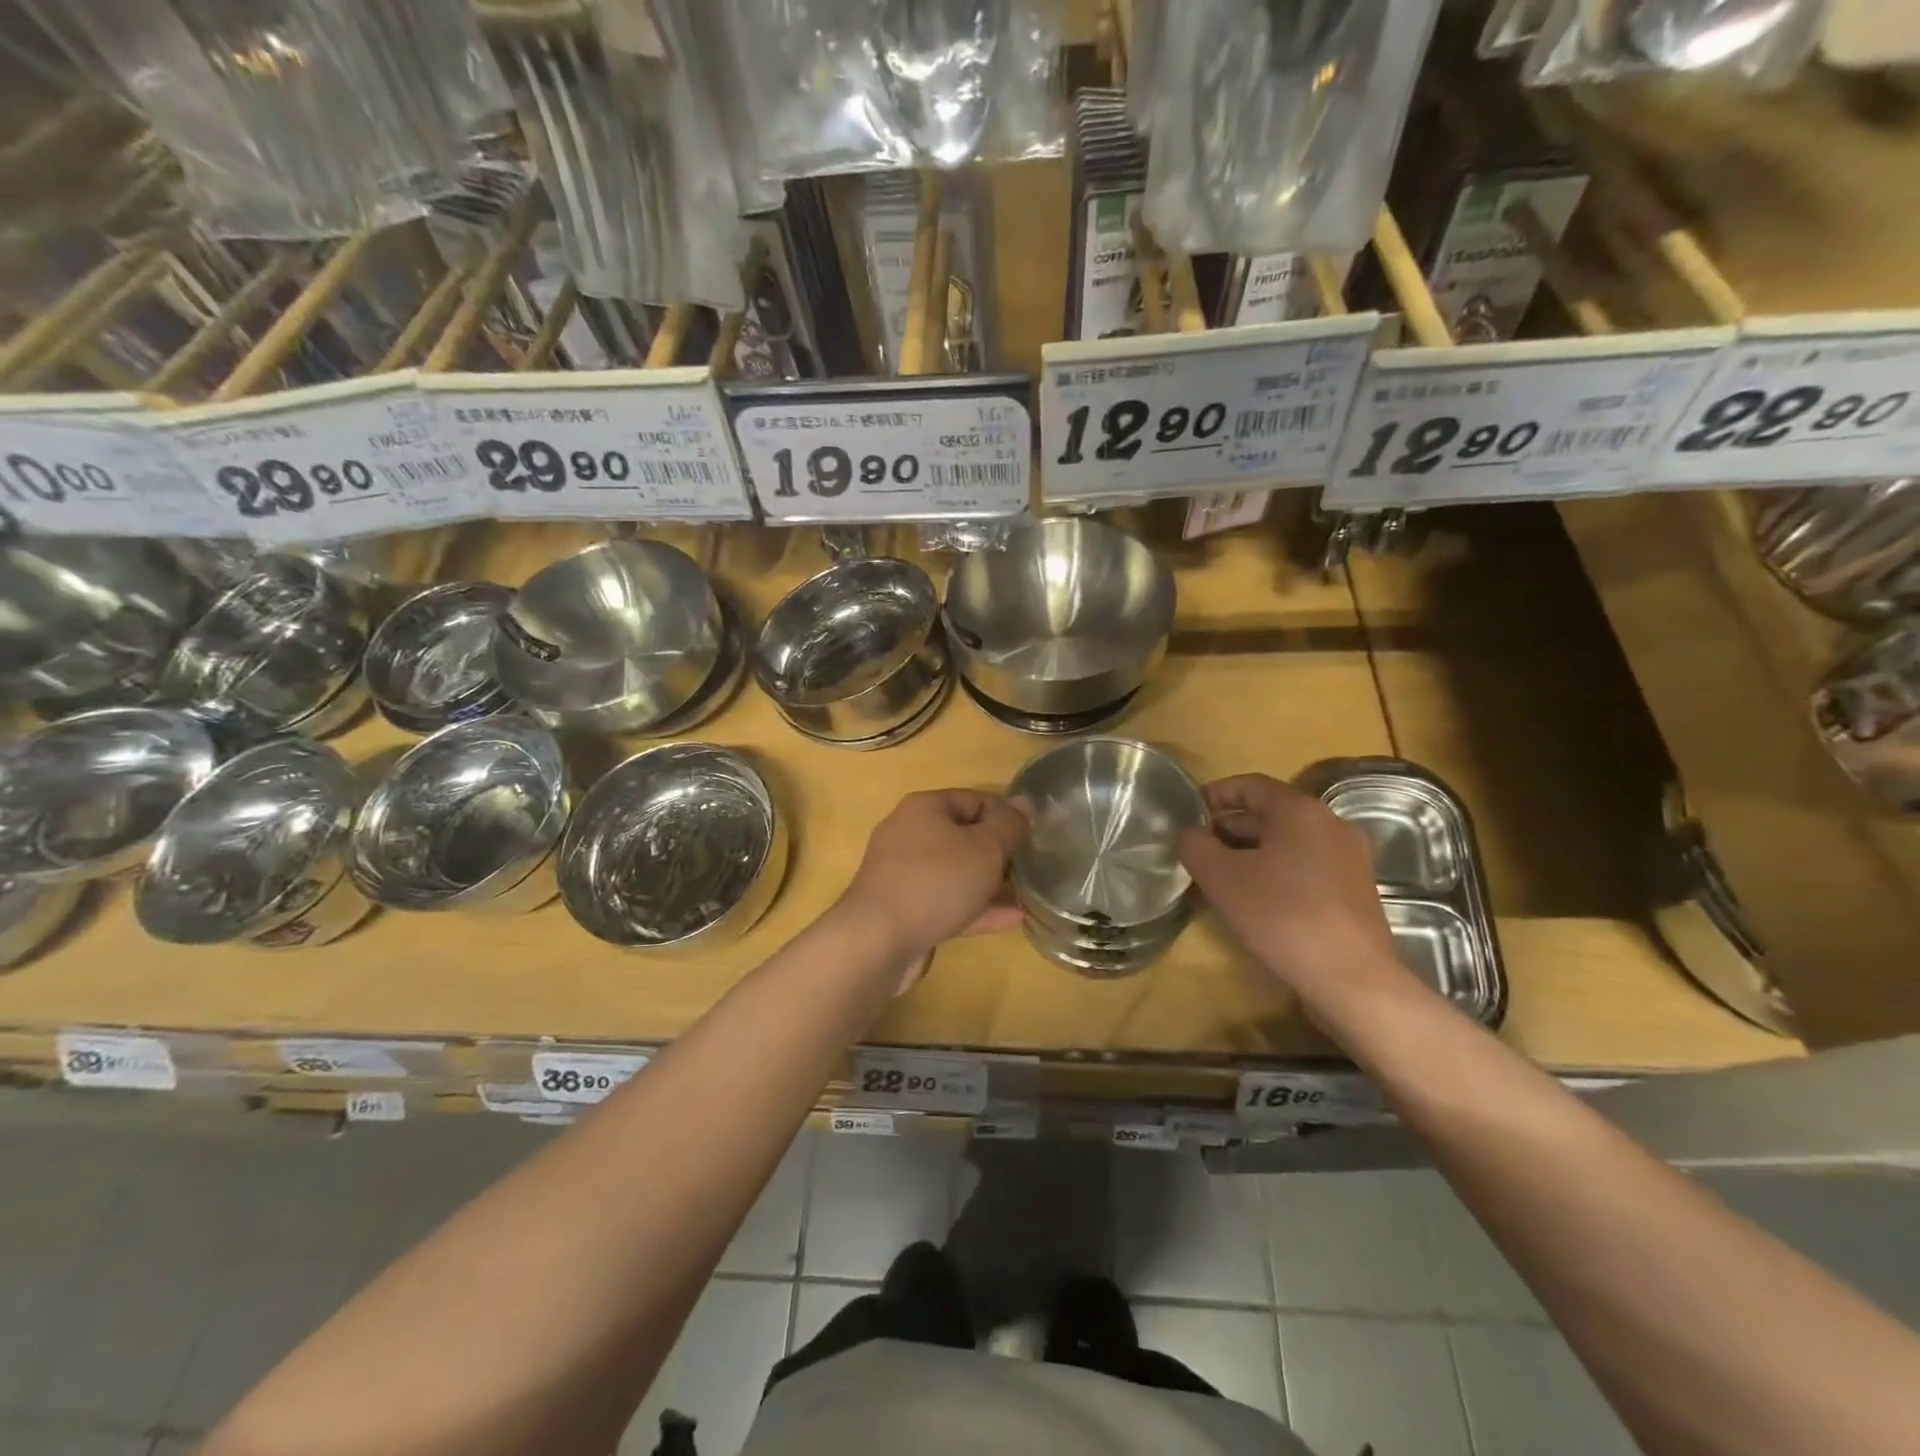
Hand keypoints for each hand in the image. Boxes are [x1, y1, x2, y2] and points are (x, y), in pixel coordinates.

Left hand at [841, 789, 1027, 958]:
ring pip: (957, 872)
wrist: (878, 940)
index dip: (1007, 815)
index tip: (1035, 835)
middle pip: (964, 836)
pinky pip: (948, 902)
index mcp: (925, 808)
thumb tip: (1024, 802)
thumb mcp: (985, 847)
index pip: (975, 799)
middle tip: (1034, 866)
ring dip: (991, 883)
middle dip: (999, 851)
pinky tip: (1014, 919)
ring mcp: (905, 875)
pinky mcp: (906, 910)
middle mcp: (910, 834)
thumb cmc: (936, 880)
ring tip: (1030, 894)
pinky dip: (977, 908)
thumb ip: (1009, 824)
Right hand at [1178, 775, 1403, 1005]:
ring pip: (1288, 843)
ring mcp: (1348, 860)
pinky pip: (1305, 868)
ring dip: (1250, 853)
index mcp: (1301, 810)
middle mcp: (1331, 825)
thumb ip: (1196, 846)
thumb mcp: (1221, 877)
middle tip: (1197, 848)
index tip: (1188, 811)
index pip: (1250, 785)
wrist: (1352, 979)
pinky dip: (1275, 872)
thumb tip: (1191, 835)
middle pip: (1270, 813)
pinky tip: (1254, 900)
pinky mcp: (1354, 892)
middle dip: (1230, 827)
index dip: (1215, 793)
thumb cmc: (1282, 915)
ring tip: (1218, 876)